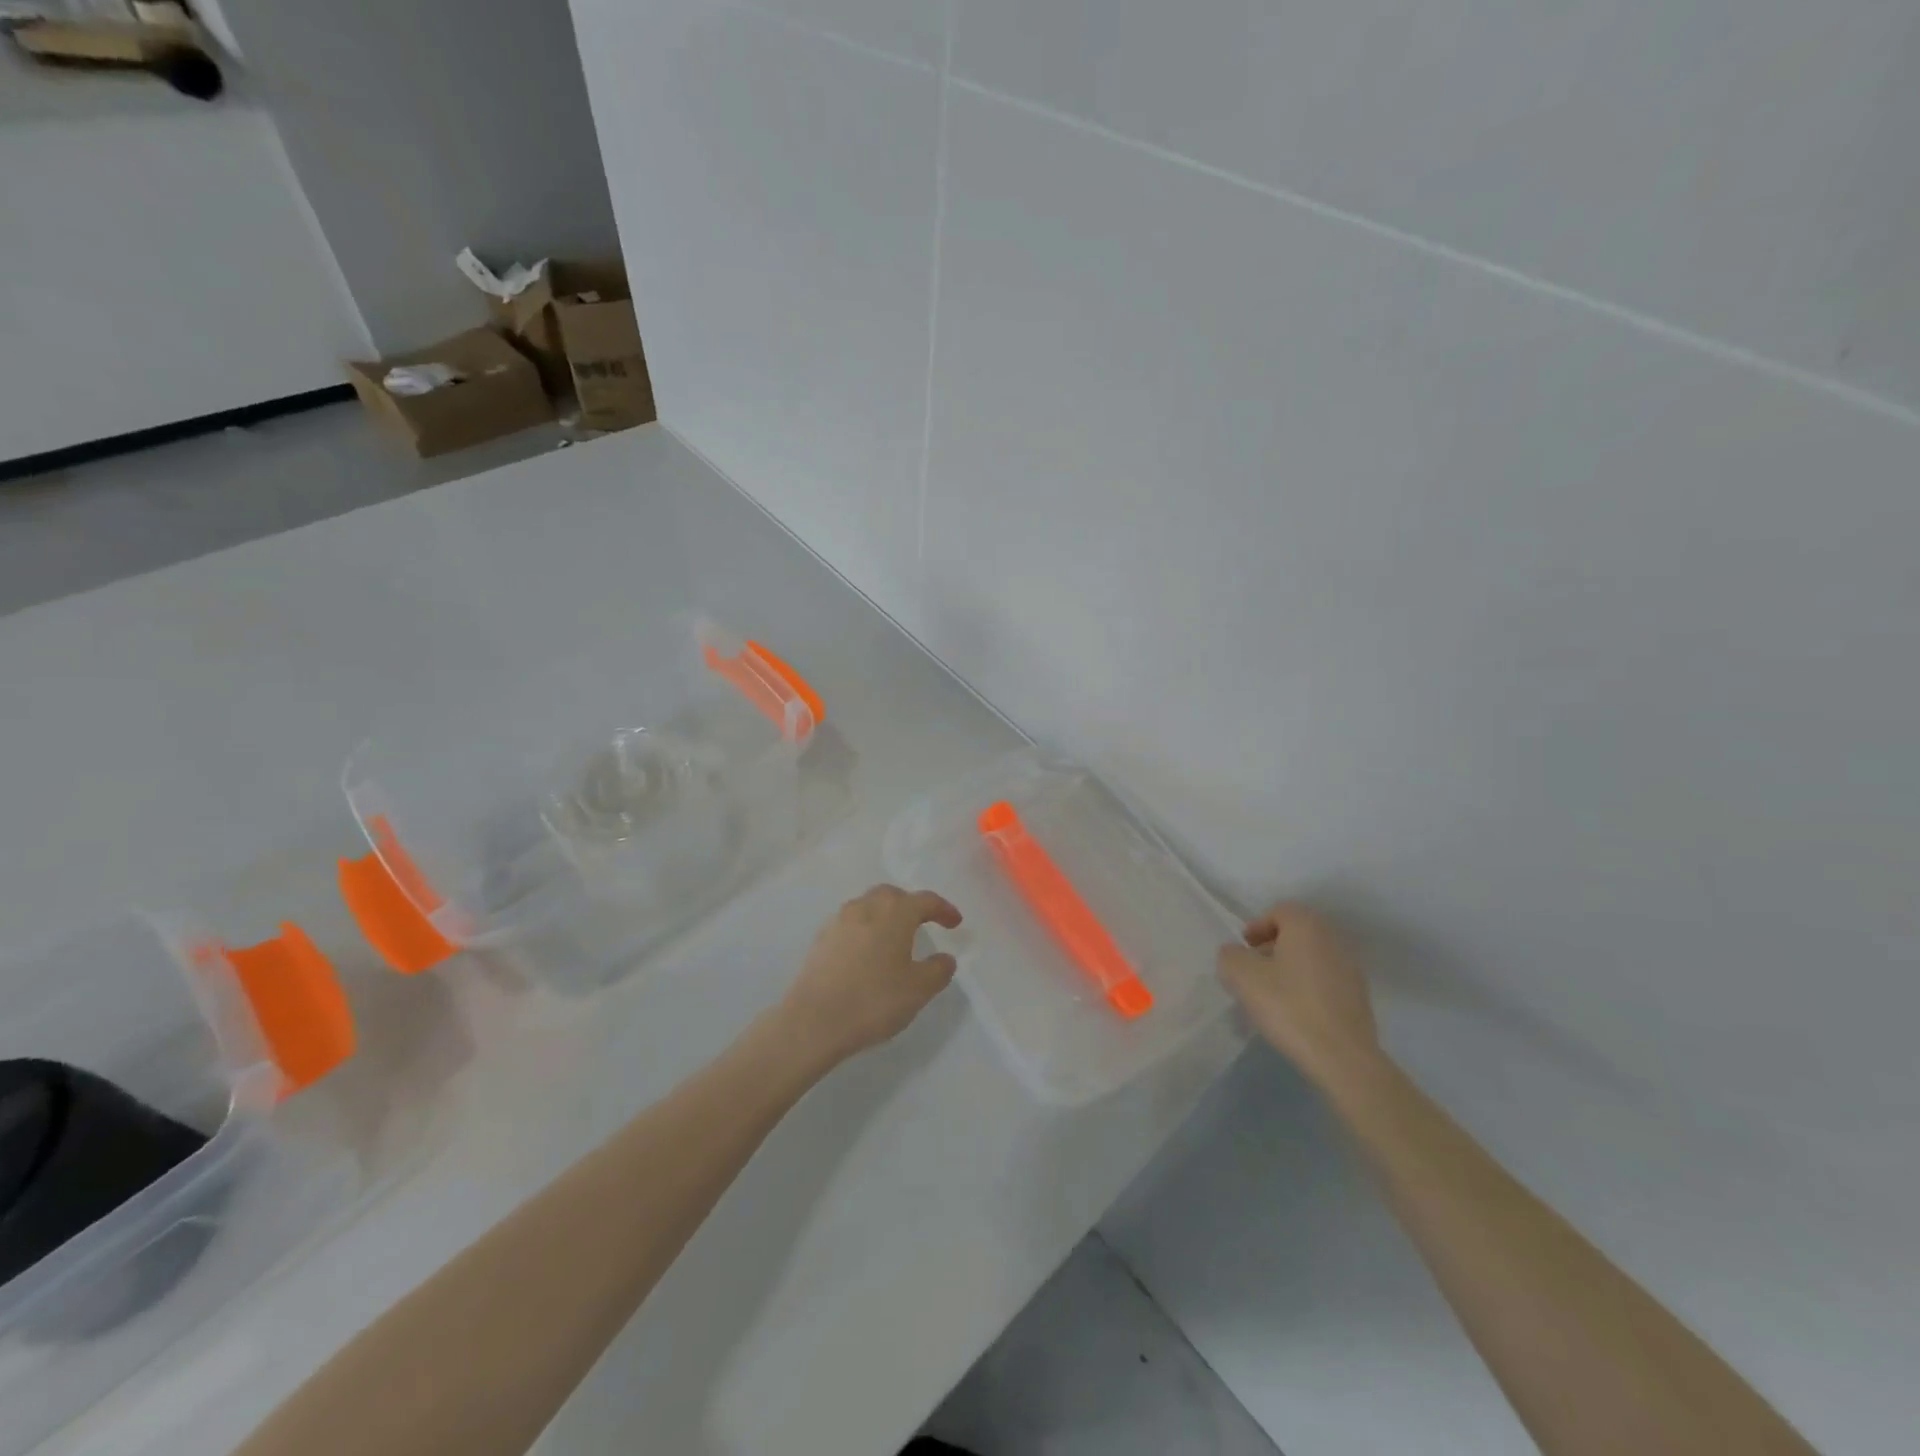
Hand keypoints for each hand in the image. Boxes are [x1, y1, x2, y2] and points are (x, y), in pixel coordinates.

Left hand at [780, 884, 962, 1069]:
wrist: (814, 1020)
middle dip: (911, 905)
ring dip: (885, 915)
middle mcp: (866, 906)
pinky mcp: (821, 939)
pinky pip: (851, 924)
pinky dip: (865, 930)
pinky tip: (867, 953)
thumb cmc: (874, 1000)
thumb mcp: (919, 990)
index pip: (925, 900)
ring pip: (868, 906)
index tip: (955, 923)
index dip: (943, 909)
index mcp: (895, 912)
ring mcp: (839, 921)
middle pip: (893, 895)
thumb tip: (945, 958)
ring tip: (894, 938)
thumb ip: (938, 970)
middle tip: (924, 922)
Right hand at [1218, 904, 1382, 1091]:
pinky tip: (1295, 1012)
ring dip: (1290, 968)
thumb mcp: (1242, 977)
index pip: (1280, 911)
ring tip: (1272, 994)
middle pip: (1297, 933)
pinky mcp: (1359, 998)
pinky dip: (1307, 987)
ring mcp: (1350, 969)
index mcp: (1307, 927)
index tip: (1244, 950)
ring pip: (1312, 957)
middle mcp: (1333, 940)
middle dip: (1273, 947)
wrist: (1342, 1058)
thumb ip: (1230, 956)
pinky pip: (1325, 980)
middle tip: (1254, 970)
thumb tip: (1235, 954)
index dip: (1257, 926)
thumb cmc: (1288, 1006)